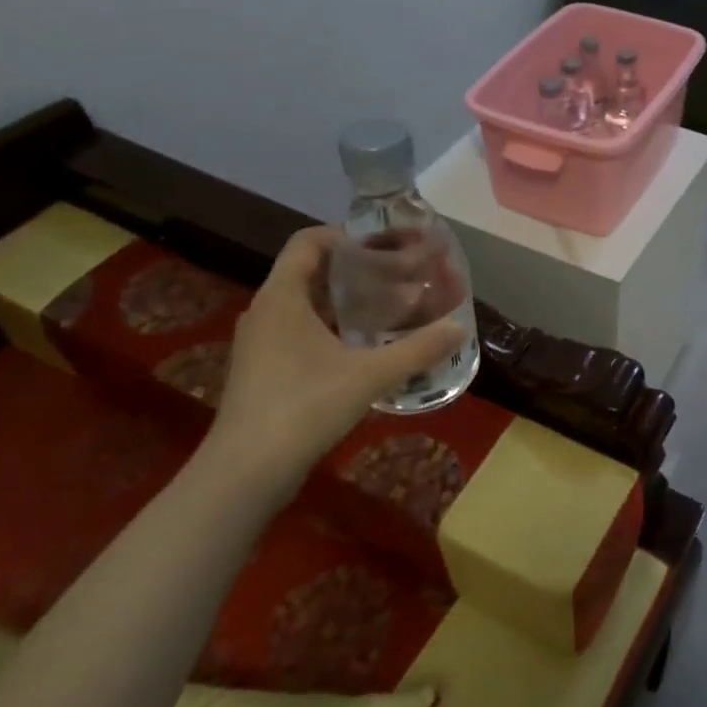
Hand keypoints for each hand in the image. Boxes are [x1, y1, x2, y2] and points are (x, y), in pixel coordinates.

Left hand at [205, 227, 465, 498]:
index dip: (345, 235)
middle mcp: (265, 311)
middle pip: (309, 272)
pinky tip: (362, 348)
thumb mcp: (370, 375)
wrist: (247, 472)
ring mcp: (260, 343)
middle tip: (395, 274)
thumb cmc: (304, 407)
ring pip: (304, 305)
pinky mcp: (262, 371)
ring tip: (386, 308)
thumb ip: (417, 349)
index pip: (307, 242)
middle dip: (352, 269)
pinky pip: (298, 332)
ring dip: (342, 301)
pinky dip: (330, 328)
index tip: (384, 244)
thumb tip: (459, 328)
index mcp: (282, 297)